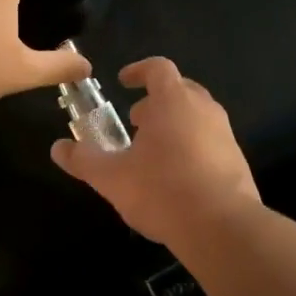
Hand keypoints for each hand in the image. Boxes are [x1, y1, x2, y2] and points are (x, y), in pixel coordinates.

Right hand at [51, 57, 259, 248]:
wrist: (222, 227)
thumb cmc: (162, 190)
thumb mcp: (112, 177)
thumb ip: (84, 160)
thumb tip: (58, 148)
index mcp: (174, 101)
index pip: (158, 68)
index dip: (139, 71)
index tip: (124, 82)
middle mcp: (204, 109)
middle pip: (180, 89)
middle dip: (156, 101)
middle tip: (136, 121)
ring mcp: (225, 134)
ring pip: (197, 116)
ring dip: (174, 124)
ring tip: (153, 151)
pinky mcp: (237, 159)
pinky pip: (210, 141)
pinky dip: (191, 146)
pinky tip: (177, 176)